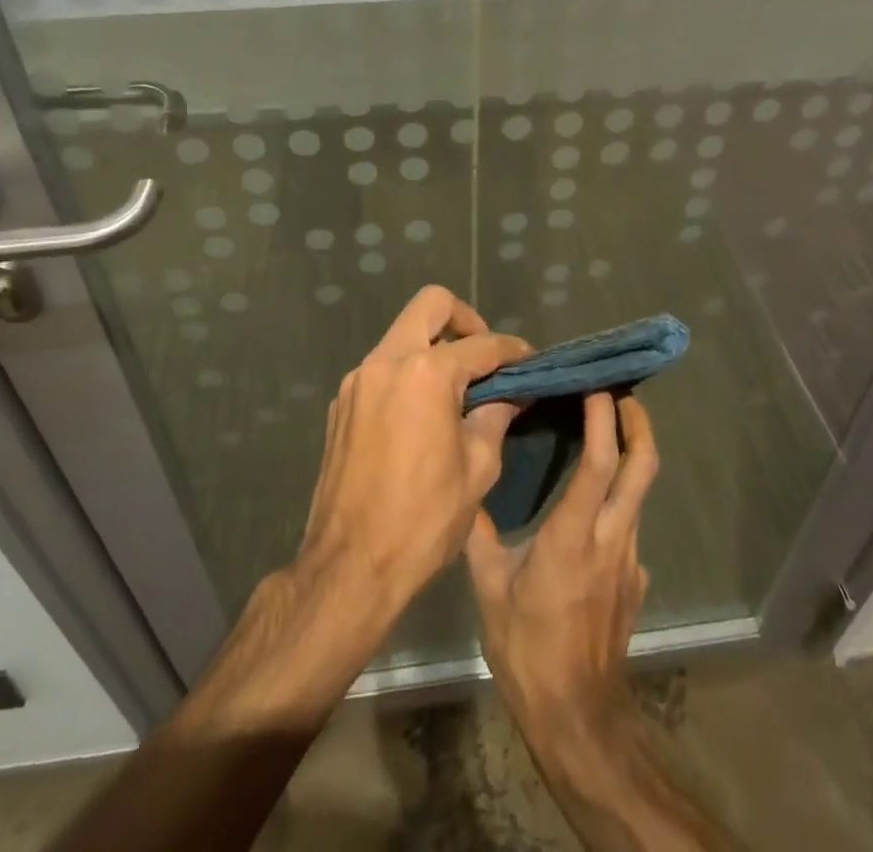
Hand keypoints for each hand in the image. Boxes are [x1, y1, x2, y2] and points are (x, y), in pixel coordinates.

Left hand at [298, 285, 529, 617]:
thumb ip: (496, 417)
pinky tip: (422, 414)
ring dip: (433, 348)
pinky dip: (408, 374)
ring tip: (457, 389)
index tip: (531, 361)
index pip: (481, 344)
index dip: (512, 350)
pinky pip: (382, 368)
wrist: (350, 566)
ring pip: (402, 335)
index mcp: (426, 374)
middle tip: (484, 356)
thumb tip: (512, 394)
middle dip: (465, 319)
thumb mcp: (478, 469)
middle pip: (430, 305)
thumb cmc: (424, 520)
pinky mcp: (341, 403)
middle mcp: (386, 362)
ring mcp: (358, 380)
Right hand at [465, 392, 658, 747]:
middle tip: (620, 391)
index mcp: (573, 536)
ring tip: (604, 428)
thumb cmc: (528, 650)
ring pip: (639, 491)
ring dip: (630, 453)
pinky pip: (630, 520)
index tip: (596, 384)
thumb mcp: (490, 590)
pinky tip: (591, 498)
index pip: (599, 463)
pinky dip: (619, 493)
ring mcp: (630, 559)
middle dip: (638, 423)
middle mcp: (611, 539)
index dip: (603, 418)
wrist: (579, 719)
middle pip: (642, 467)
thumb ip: (481, 535)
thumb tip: (469, 491)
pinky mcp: (635, 578)